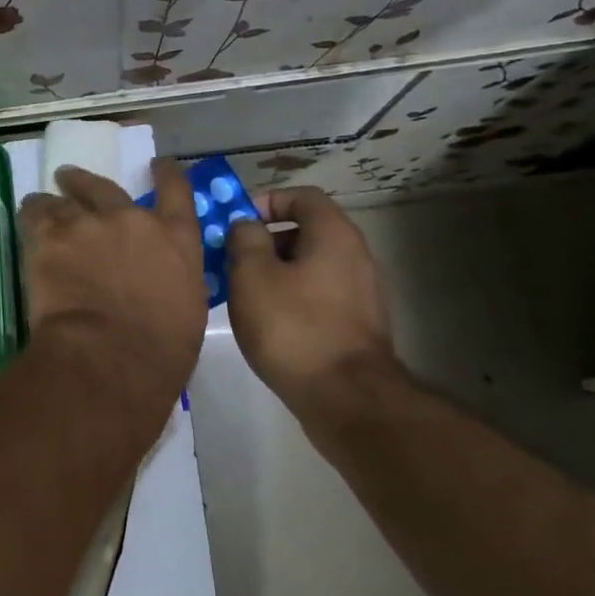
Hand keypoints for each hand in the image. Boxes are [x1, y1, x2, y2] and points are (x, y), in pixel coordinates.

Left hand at [17, 160, 208, 420]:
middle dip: (87, 182)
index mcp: (176, 240)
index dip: (166, 174)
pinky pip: (35, 214)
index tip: (157, 164)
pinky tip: (26, 217)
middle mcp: (133, 220)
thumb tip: (159, 283)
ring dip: (54, 200)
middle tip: (70, 178)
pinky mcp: (50, 236)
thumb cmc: (159, 352)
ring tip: (41, 201)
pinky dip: (31, 215)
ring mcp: (89, 224)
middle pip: (107, 188)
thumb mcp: (186, 312)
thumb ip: (171, 282)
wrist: (108, 356)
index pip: (176, 192)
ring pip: (65, 199)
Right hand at [225, 187, 398, 413]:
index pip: (303, 197)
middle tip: (232, 261)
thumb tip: (247, 225)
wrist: (346, 398)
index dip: (267, 201)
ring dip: (276, 273)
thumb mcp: (252, 276)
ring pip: (310, 267)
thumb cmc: (293, 327)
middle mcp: (355, 256)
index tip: (237, 223)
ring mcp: (361, 293)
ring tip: (243, 295)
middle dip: (266, 241)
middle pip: (306, 231)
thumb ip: (245, 240)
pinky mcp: (357, 326)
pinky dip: (292, 298)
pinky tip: (268, 323)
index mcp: (334, 235)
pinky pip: (319, 296)